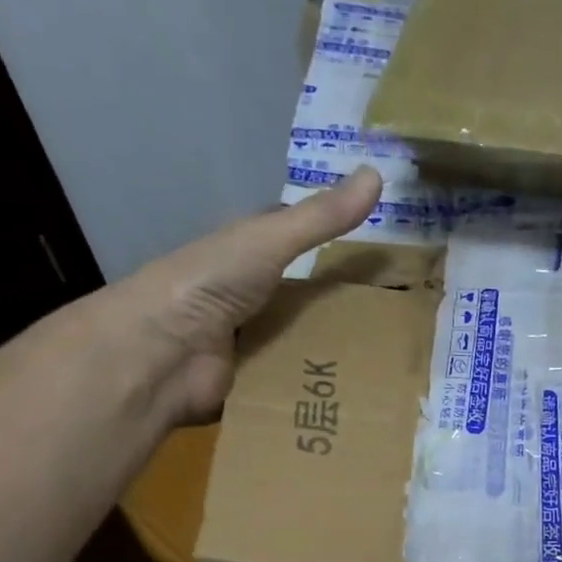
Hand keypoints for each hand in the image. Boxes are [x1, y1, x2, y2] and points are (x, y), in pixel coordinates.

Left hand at [113, 166, 382, 425]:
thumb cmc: (210, 282)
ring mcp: (250, 341)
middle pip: (306, 299)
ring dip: (338, 351)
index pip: (294, 243)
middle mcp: (249, 296)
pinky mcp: (255, 382)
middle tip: (399, 316)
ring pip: (305, 343)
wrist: (162, 351)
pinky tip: (362, 388)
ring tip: (391, 357)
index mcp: (246, 255)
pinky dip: (322, 385)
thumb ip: (321, 217)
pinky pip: (297, 382)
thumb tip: (378, 173)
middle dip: (344, 307)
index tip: (380, 252)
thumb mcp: (270, 240)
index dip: (333, 242)